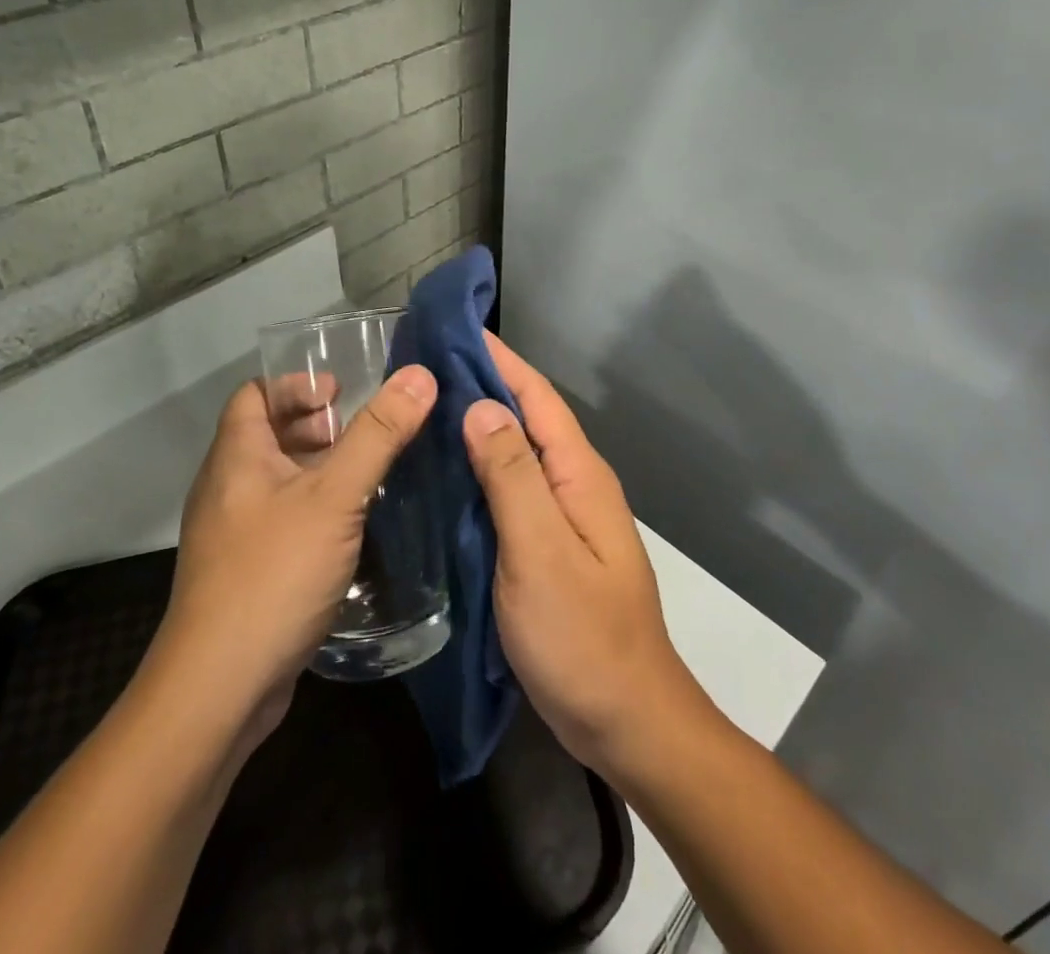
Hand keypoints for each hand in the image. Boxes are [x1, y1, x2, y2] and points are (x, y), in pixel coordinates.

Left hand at [144, 365, 437, 748]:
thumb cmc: (274, 574)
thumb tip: (419, 375)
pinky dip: (314, 509)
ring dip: (318, 470)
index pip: (254, 393)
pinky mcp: (245, 572)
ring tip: (367, 475)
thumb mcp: (335, 497)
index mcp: (236, 457)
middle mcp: (227, 488)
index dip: (296, 384)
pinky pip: (282, 519)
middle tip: (362, 434)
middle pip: (268, 435)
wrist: (218, 689)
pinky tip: (351, 529)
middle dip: (316, 426)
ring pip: (277, 480)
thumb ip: (378, 435)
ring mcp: (232, 534)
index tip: (341, 393)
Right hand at [465, 333, 713, 777]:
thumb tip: (482, 405)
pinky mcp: (548, 544)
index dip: (498, 359)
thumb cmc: (583, 638)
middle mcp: (574, 483)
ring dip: (478, 424)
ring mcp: (563, 515)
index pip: (536, 396)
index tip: (453, 328)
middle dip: (482, 384)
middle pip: (526, 417)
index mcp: (578, 474)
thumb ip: (513, 477)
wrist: (626, 720)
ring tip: (424, 406)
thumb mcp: (541, 552)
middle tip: (423, 365)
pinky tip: (446, 473)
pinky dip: (480, 469)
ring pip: (516, 453)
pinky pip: (511, 489)